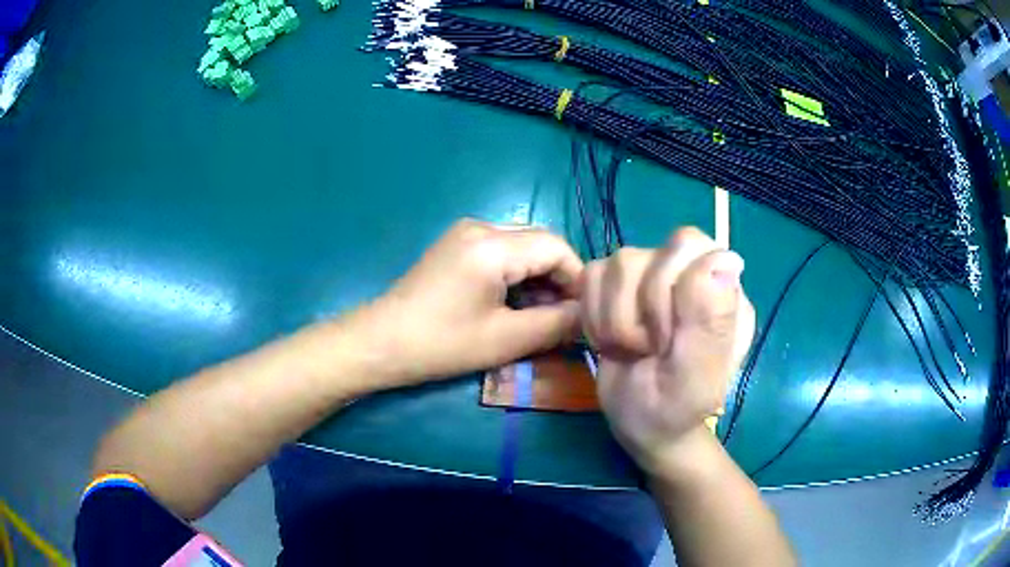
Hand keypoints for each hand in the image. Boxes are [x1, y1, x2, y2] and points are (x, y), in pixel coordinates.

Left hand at [351, 219, 582, 387]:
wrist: (380, 342)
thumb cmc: (441, 344)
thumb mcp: (506, 339)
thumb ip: (556, 325)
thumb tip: (589, 316)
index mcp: (492, 245)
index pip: (556, 247)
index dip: (578, 279)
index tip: (585, 314)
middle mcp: (481, 227)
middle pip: (540, 244)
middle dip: (559, 280)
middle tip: (565, 319)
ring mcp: (465, 233)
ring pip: (522, 249)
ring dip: (538, 280)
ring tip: (541, 317)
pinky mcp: (456, 246)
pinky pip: (501, 253)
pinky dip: (516, 277)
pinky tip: (514, 306)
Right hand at [582, 227, 754, 475]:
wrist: (641, 423)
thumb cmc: (675, 408)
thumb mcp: (696, 377)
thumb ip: (711, 322)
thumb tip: (726, 259)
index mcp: (722, 290)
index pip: (689, 246)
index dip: (666, 290)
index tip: (666, 339)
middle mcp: (687, 272)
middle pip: (644, 254)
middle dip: (637, 313)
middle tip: (649, 349)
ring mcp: (650, 275)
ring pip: (614, 265)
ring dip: (613, 320)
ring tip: (631, 349)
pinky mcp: (614, 286)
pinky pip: (591, 276)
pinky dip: (594, 317)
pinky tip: (611, 340)